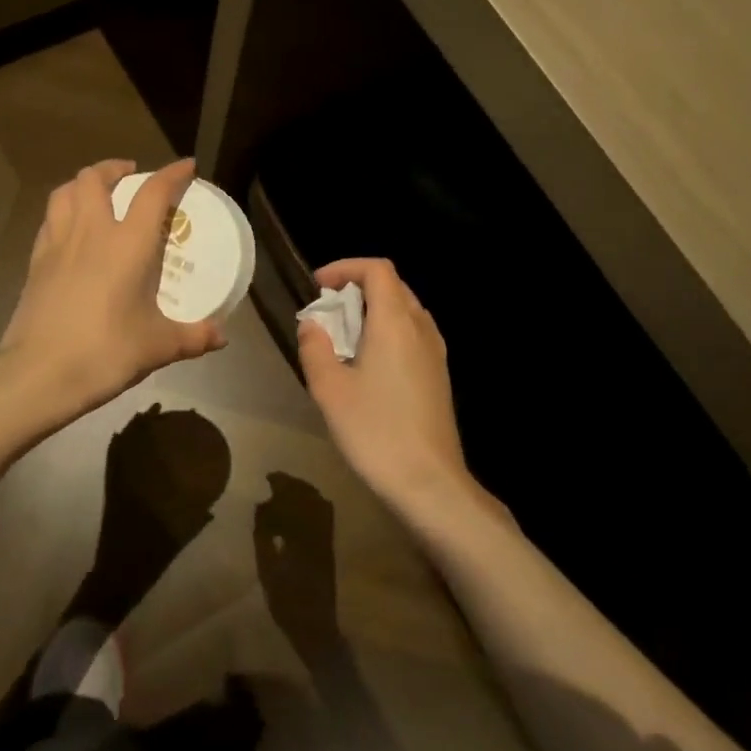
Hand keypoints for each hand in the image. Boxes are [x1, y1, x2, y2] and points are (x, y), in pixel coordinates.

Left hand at [0, 159, 225, 419]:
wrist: (40, 374)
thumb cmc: (105, 352)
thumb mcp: (158, 346)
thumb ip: (193, 337)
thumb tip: (221, 337)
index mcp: (127, 244)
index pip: (152, 193)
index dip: (171, 174)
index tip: (186, 166)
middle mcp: (91, 233)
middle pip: (95, 179)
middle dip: (114, 168)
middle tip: (130, 176)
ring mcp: (57, 245)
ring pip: (64, 193)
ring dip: (83, 183)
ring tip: (97, 193)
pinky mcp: (35, 263)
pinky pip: (49, 221)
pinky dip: (63, 212)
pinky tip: (71, 230)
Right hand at [253, 471, 341, 665]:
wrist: (315, 626)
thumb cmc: (286, 601)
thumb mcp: (267, 569)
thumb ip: (263, 536)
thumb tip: (261, 506)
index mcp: (301, 536)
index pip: (292, 500)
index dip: (282, 485)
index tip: (269, 477)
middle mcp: (318, 532)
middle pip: (309, 497)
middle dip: (293, 484)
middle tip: (276, 480)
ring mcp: (327, 538)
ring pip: (319, 503)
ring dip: (304, 491)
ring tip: (287, 489)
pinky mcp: (330, 546)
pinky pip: (326, 515)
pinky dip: (315, 503)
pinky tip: (303, 506)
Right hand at [298, 259, 472, 514]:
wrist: (429, 482)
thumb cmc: (376, 431)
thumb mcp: (330, 389)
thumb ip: (315, 347)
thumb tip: (312, 324)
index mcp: (395, 322)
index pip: (377, 269)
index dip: (345, 268)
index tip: (318, 287)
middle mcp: (421, 328)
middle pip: (392, 286)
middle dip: (356, 289)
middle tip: (326, 313)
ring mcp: (435, 352)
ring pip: (404, 310)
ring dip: (372, 311)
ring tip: (342, 338)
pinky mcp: (438, 374)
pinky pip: (412, 334)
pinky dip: (387, 332)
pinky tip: (367, 365)